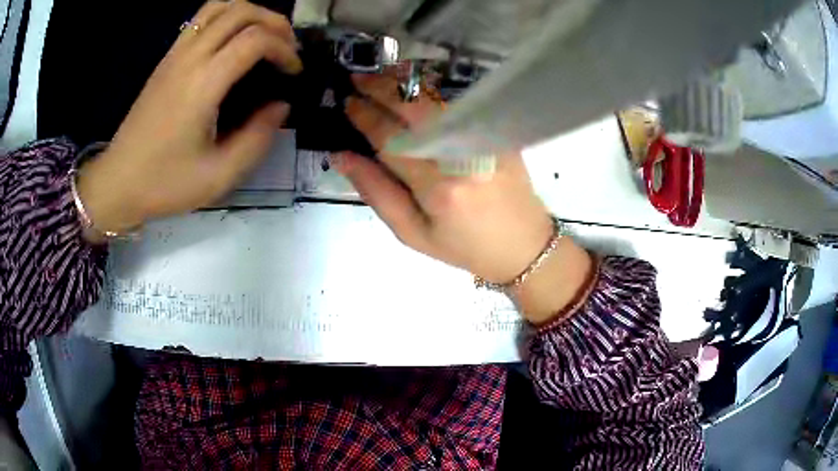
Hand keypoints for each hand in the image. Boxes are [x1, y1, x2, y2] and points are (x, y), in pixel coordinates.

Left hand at [77, 0, 301, 240]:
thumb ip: (257, 138)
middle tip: (287, 47)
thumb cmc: (165, 183)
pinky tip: (231, 41)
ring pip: (220, 7)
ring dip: (249, 13)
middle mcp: (189, 59)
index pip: (255, 39)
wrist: (118, 183)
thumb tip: (281, 105)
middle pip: (241, 11)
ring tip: (263, 35)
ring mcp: (174, 55)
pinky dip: (225, 17)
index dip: (284, 49)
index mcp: (203, 85)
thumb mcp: (219, 175)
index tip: (294, 71)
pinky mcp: (166, 60)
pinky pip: (200, 19)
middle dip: (274, 22)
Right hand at [340, 72, 593, 322]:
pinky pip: (456, 106)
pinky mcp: (497, 133)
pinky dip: (428, 94)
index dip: (365, 116)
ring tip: (378, 78)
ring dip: (403, 85)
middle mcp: (460, 155)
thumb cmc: (463, 246)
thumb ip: (376, 192)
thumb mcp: (412, 233)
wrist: (523, 245)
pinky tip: (411, 91)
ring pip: (435, 101)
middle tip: (357, 79)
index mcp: (437, 186)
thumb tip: (341, 157)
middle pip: (413, 109)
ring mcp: (483, 139)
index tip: (347, 101)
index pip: (390, 138)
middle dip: (381, 89)